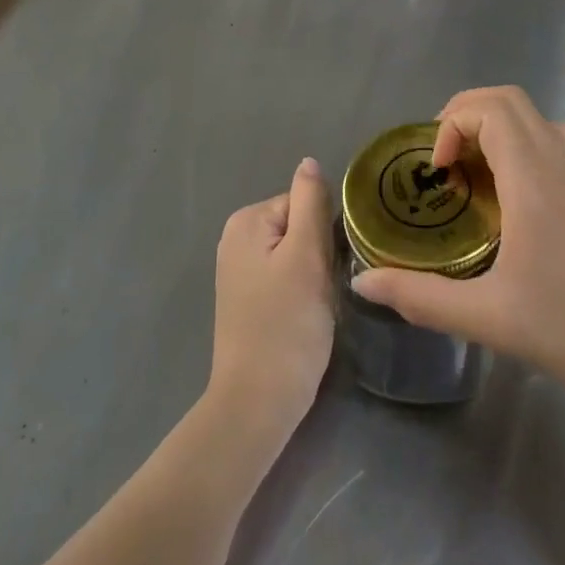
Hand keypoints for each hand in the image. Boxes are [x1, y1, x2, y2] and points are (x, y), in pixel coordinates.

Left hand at [206, 159, 334, 443]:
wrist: (257, 403)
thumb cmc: (287, 324)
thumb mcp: (306, 256)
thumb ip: (310, 203)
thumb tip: (308, 161)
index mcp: (247, 220)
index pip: (304, 203)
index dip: (324, 233)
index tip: (328, 267)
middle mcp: (236, 237)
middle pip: (299, 226)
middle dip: (318, 254)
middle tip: (323, 290)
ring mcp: (238, 270)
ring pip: (295, 254)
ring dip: (312, 275)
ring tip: (314, 306)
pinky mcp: (246, 299)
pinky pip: (284, 277)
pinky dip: (300, 292)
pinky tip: (302, 317)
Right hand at [350, 86, 564, 408]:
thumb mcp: (487, 318)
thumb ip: (420, 297)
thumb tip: (363, 282)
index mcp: (534, 182)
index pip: (491, 110)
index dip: (452, 124)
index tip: (437, 172)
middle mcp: (558, 165)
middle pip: (509, 100)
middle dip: (465, 114)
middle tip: (442, 161)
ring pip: (533, 115)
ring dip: (494, 123)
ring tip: (469, 167)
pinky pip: (552, 138)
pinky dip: (520, 139)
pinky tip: (507, 187)